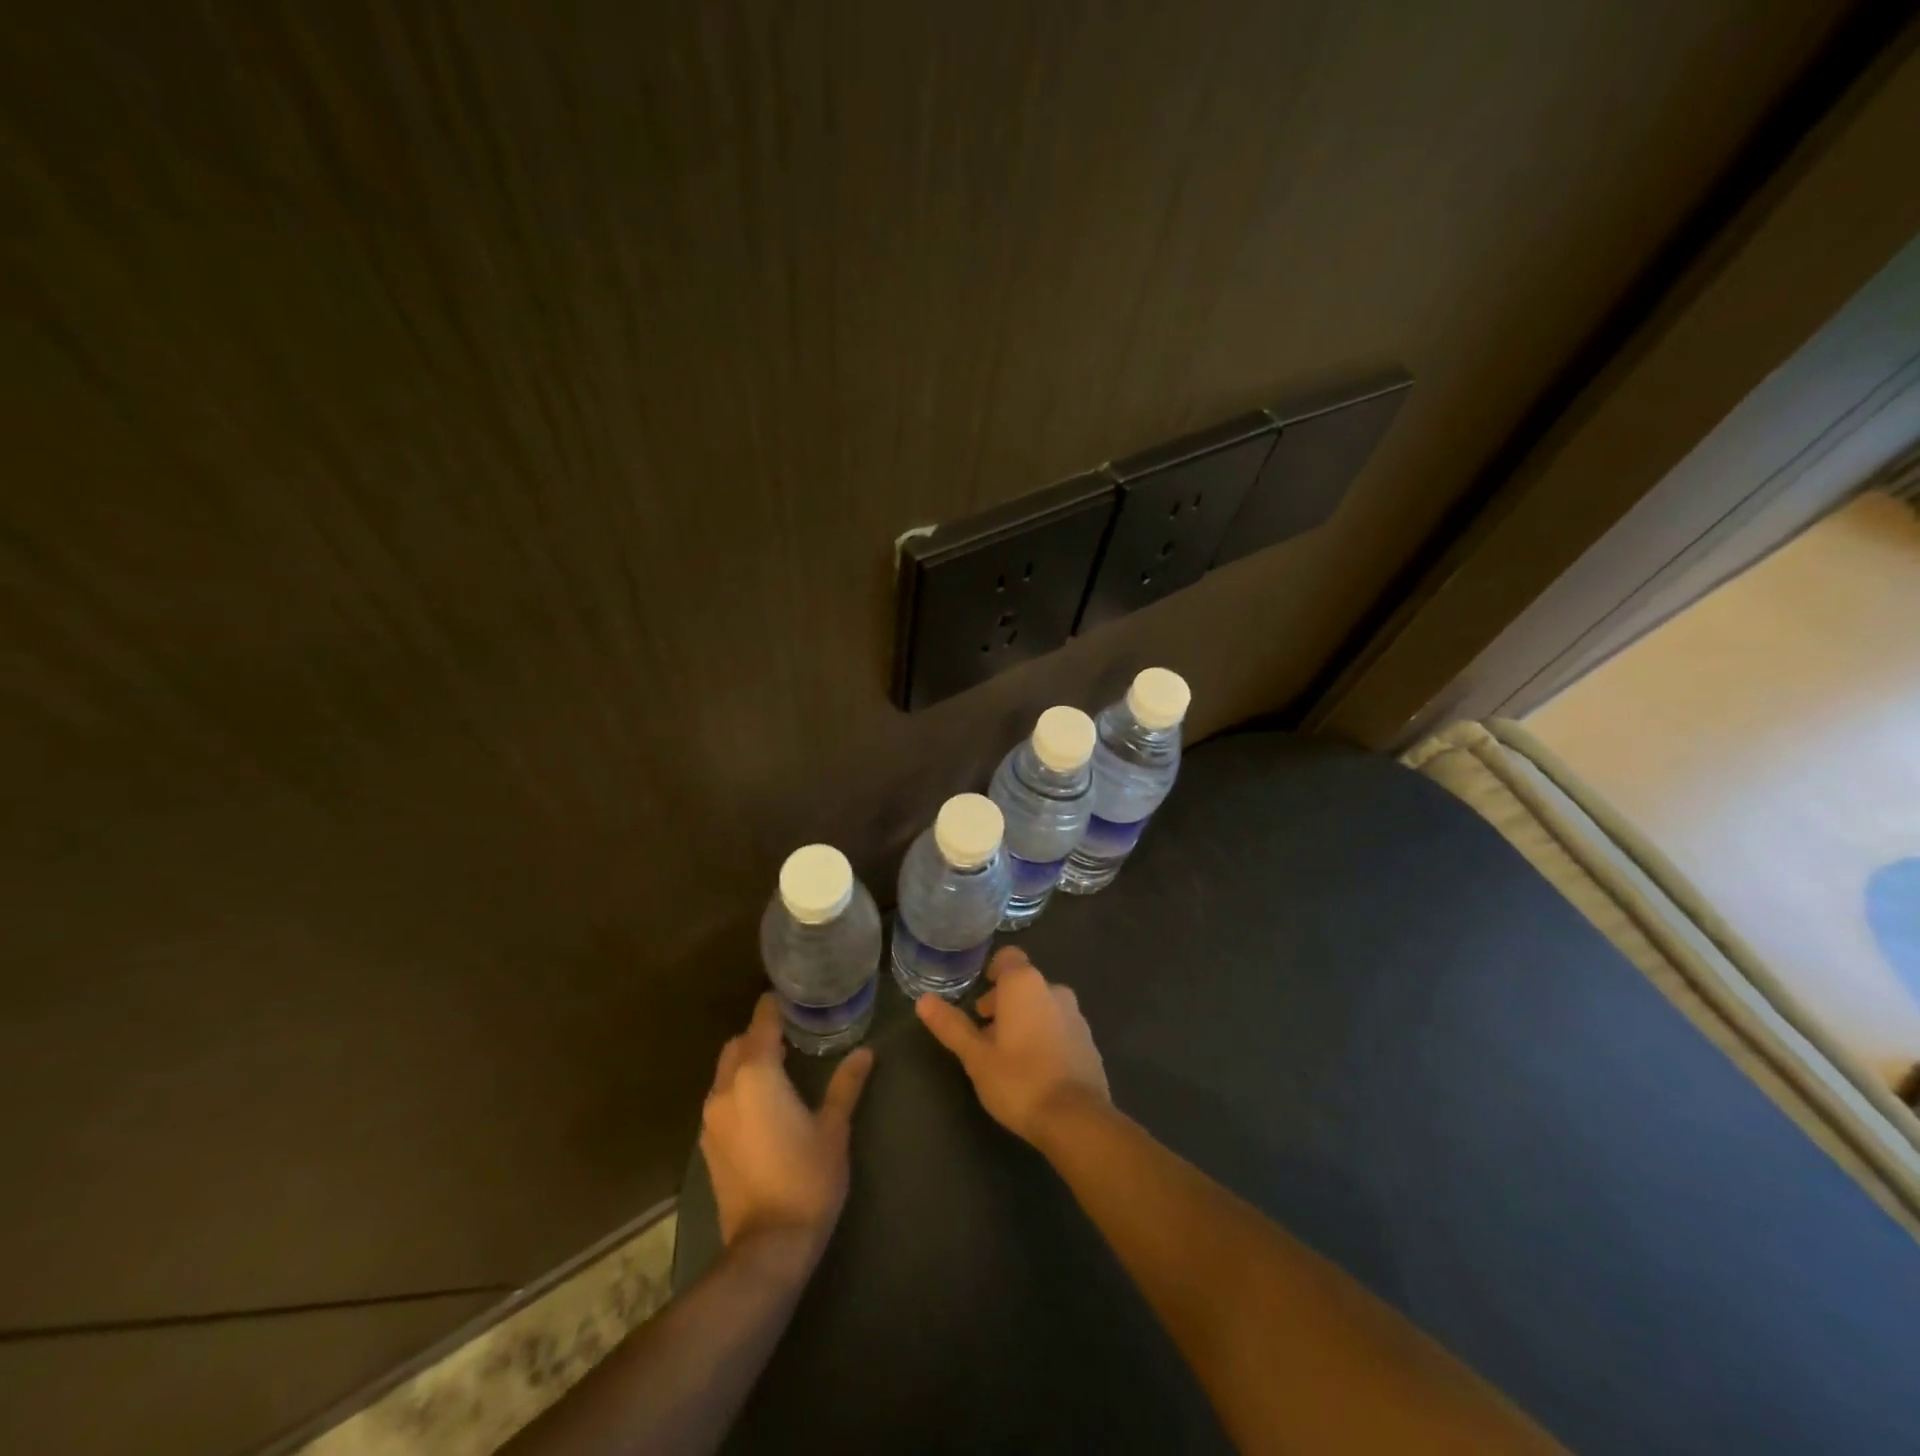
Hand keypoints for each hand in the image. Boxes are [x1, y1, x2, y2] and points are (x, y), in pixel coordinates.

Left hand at [701, 995, 874, 1257]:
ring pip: (726, 1072)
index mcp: (757, 1076)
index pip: (761, 1023)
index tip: (791, 997)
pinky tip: (764, 1103)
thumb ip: (846, 1084)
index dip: (773, 1007)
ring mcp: (712, 1118)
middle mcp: (726, 1089)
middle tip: (791, 1033)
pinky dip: (739, 1088)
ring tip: (780, 1066)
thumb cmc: (807, 1178)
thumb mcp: (834, 1128)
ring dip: (747, 1062)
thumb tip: (865, 1052)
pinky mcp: (708, 1144)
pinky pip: (722, 1098)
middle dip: (759, 1034)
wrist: (767, 1246)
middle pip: (738, 1045)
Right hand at [915, 946, 1109, 1145]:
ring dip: (1024, 1021)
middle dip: (1003, 1003)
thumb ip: (951, 1025)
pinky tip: (1034, 1070)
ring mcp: (1076, 1015)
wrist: (1076, 1119)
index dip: (992, 973)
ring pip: (1042, 1006)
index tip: (979, 1005)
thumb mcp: (976, 1056)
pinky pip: (1060, 1027)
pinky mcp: (1088, 1041)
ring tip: (1007, 1056)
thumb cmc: (1019, 1080)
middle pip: (1023, 984)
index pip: (1007, 957)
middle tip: (984, 1037)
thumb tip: (923, 1000)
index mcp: (1025, 984)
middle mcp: (1053, 989)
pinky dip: (1045, 1037)